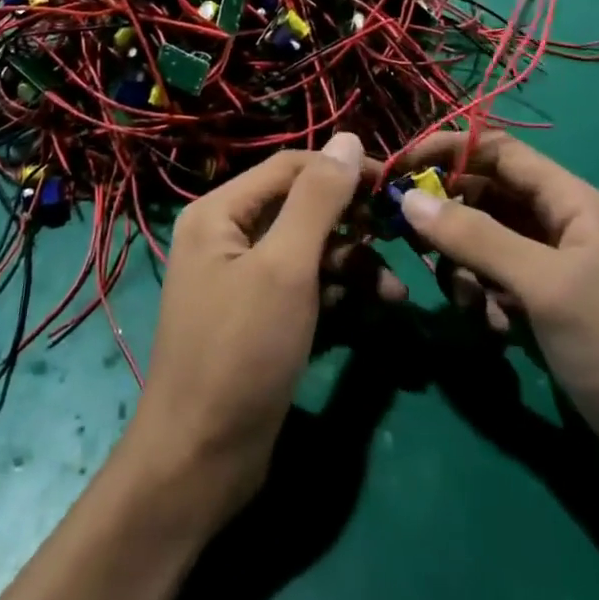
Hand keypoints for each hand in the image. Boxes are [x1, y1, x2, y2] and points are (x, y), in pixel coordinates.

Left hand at [126, 134, 403, 516]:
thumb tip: (349, 138)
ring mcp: (244, 279)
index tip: (395, 185)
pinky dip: (338, 293)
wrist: (200, 461)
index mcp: (220, 212)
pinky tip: (375, 309)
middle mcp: (228, 236)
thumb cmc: (241, 352)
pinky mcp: (262, 317)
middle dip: (351, 222)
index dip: (343, 170)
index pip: (291, 167)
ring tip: (394, 291)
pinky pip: (306, 286)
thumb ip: (318, 200)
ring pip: (309, 249)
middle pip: (301, 207)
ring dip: (353, 264)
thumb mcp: (285, 268)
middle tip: (398, 236)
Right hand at [398, 132, 598, 468]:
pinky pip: (492, 283)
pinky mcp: (540, 306)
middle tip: (411, 243)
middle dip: (448, 216)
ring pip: (483, 242)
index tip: (398, 170)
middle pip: (485, 195)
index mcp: (570, 201)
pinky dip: (482, 300)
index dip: (447, 151)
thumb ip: (476, 238)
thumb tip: (409, 199)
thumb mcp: (544, 285)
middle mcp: (557, 224)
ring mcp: (548, 268)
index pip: (498, 151)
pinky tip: (496, 332)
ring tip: (473, 305)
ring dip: (464, 267)